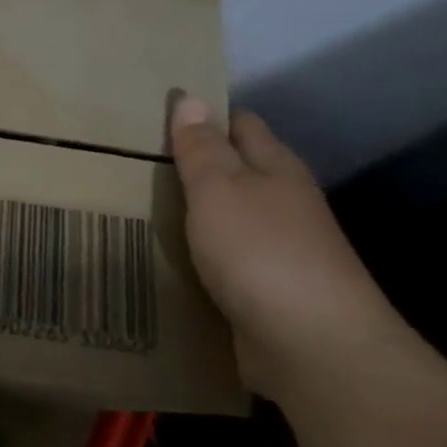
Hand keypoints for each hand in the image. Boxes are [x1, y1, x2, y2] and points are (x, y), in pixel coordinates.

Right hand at [168, 95, 408, 401]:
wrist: (314, 348)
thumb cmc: (261, 253)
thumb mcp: (220, 189)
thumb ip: (202, 148)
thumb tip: (191, 98)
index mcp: (275, 168)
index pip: (240, 124)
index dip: (204, 115)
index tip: (156, 116)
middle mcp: (282, 204)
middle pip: (235, 172)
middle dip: (191, 165)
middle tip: (132, 162)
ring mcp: (279, 250)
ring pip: (227, 218)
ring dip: (192, 214)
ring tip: (138, 207)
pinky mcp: (267, 292)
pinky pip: (224, 261)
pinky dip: (197, 255)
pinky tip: (165, 257)